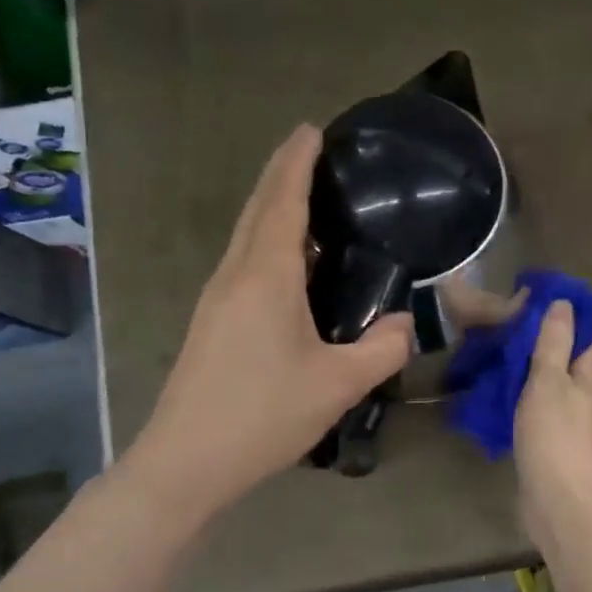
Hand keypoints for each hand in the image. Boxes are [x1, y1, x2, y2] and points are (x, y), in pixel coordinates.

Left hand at [125, 125, 413, 516]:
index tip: (312, 130)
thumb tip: (406, 322)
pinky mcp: (212, 322)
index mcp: (264, 276)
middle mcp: (235, 275)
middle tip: (314, 151)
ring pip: (246, 236)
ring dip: (273, 208)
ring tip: (308, 200)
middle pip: (258, 209)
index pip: (282, 201)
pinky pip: (243, 263)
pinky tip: (290, 263)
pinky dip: (267, 242)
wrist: (186, 462)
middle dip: (282, 174)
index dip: (297, 162)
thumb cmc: (263, 415)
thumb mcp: (338, 384)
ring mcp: (216, 298)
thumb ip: (383, 348)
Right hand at [514, 300, 591, 549]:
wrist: (558, 503)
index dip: (564, 317)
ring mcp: (571, 427)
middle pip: (566, 363)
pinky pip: (537, 414)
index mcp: (590, 380)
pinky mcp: (553, 448)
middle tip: (503, 329)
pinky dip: (521, 401)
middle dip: (540, 345)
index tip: (532, 302)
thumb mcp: (550, 381)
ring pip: (549, 389)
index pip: (583, 337)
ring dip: (527, 374)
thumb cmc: (555, 436)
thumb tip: (565, 304)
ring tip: (495, 359)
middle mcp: (586, 400)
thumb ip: (555, 343)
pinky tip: (497, 399)